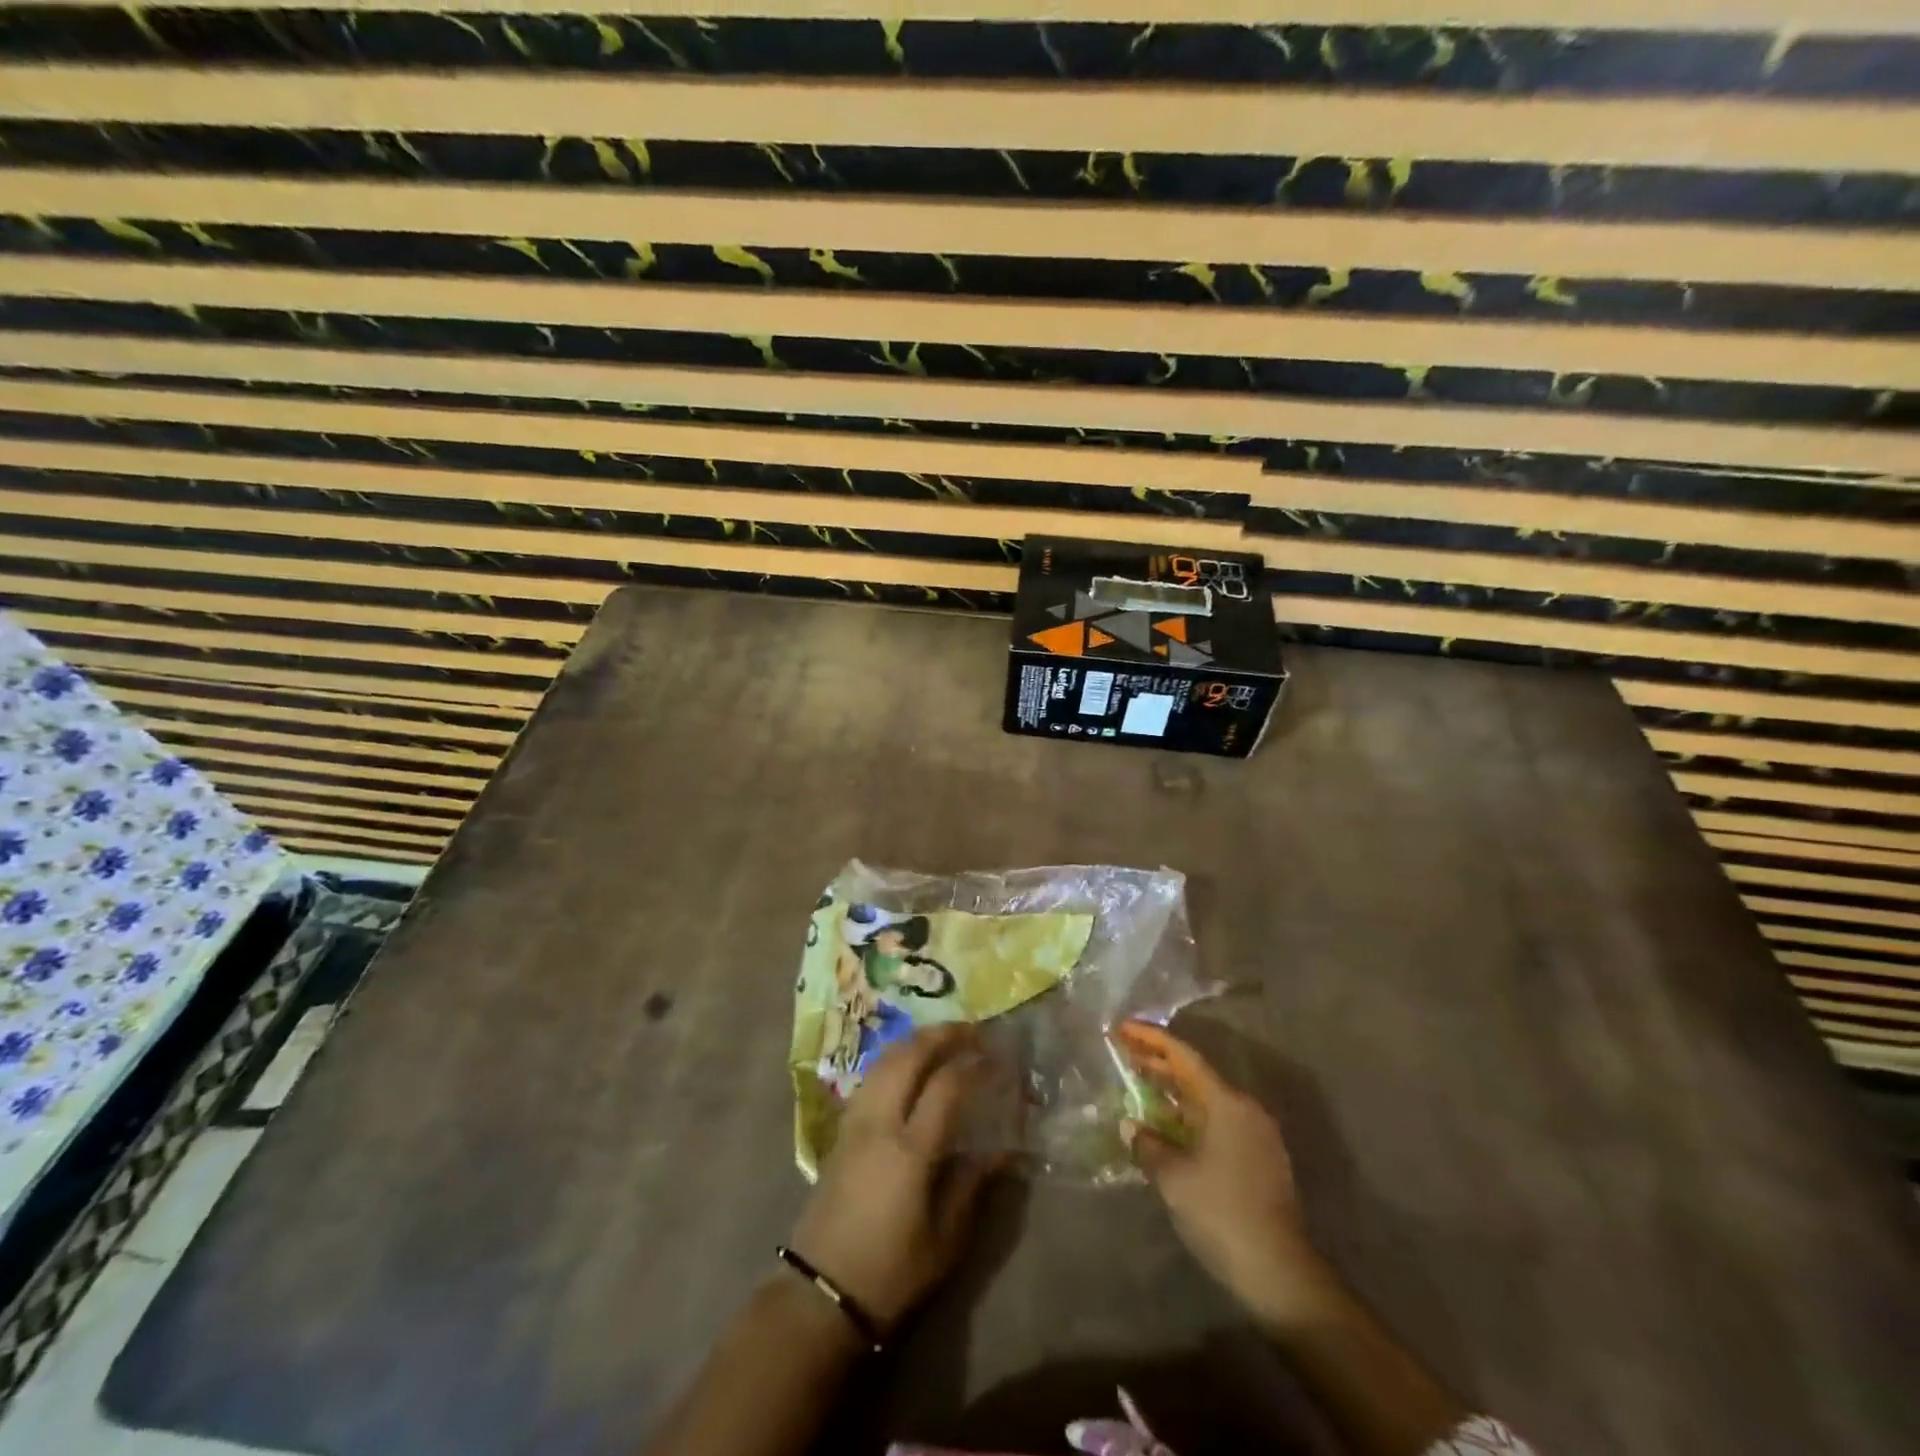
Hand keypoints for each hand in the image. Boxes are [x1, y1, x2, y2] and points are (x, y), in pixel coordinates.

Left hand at [788, 1024, 999, 1334]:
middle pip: (910, 1055)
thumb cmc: (890, 1272)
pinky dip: (896, 1057)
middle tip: (973, 1031)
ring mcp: (856, 1120)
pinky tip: (910, 1064)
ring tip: (945, 1038)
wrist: (821, 1292)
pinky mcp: (841, 1128)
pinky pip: (872, 1074)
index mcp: (909, 1150)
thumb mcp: (945, 1239)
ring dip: (917, 1040)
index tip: (999, 1057)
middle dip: (943, 1034)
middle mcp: (880, 1122)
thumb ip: (972, 1184)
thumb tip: (1004, 1148)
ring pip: (885, 1058)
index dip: (974, 1063)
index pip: (946, 1085)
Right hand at [1115, 1022, 1333, 1323]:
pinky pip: (1215, 1121)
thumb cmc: (1222, 1213)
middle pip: (1195, 1074)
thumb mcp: (1174, 1178)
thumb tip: (1131, 1126)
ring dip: (1172, 1091)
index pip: (1183, 1057)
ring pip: (1205, 1099)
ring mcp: (1254, 1135)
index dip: (1151, 1039)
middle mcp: (1244, 1109)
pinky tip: (1166, 1126)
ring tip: (1138, 1083)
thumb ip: (1148, 1145)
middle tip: (1124, 1051)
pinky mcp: (1257, 1159)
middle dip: (1158, 1062)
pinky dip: (1187, 1116)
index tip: (1123, 1028)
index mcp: (1226, 1103)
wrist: (1279, 1272)